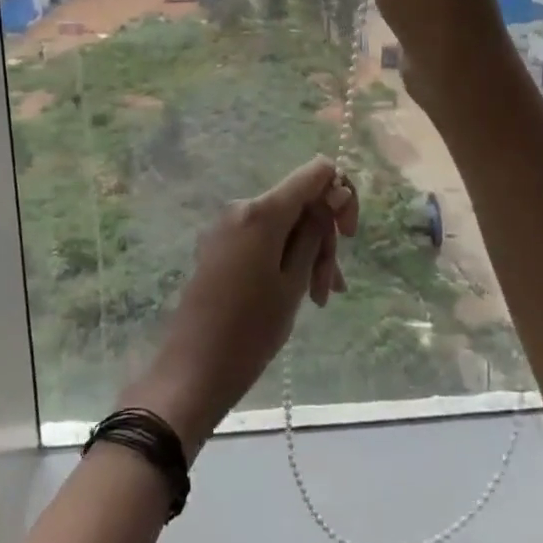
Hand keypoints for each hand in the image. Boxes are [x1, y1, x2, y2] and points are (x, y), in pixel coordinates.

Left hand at [121, 157, 356, 456]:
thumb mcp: (294, 281)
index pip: (315, 172)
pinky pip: (262, 239)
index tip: (348, 236)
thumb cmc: (251, 330)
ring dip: (306, 255)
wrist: (194, 369)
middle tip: (329, 289)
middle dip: (323, 238)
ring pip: (283, 225)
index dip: (340, 196)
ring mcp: (226, 227)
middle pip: (299, 203)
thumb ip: (316, 231)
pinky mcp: (219, 246)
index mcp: (261, 212)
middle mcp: (241, 208)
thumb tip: (336, 191)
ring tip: (317, 299)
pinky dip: (284, 259)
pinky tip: (297, 294)